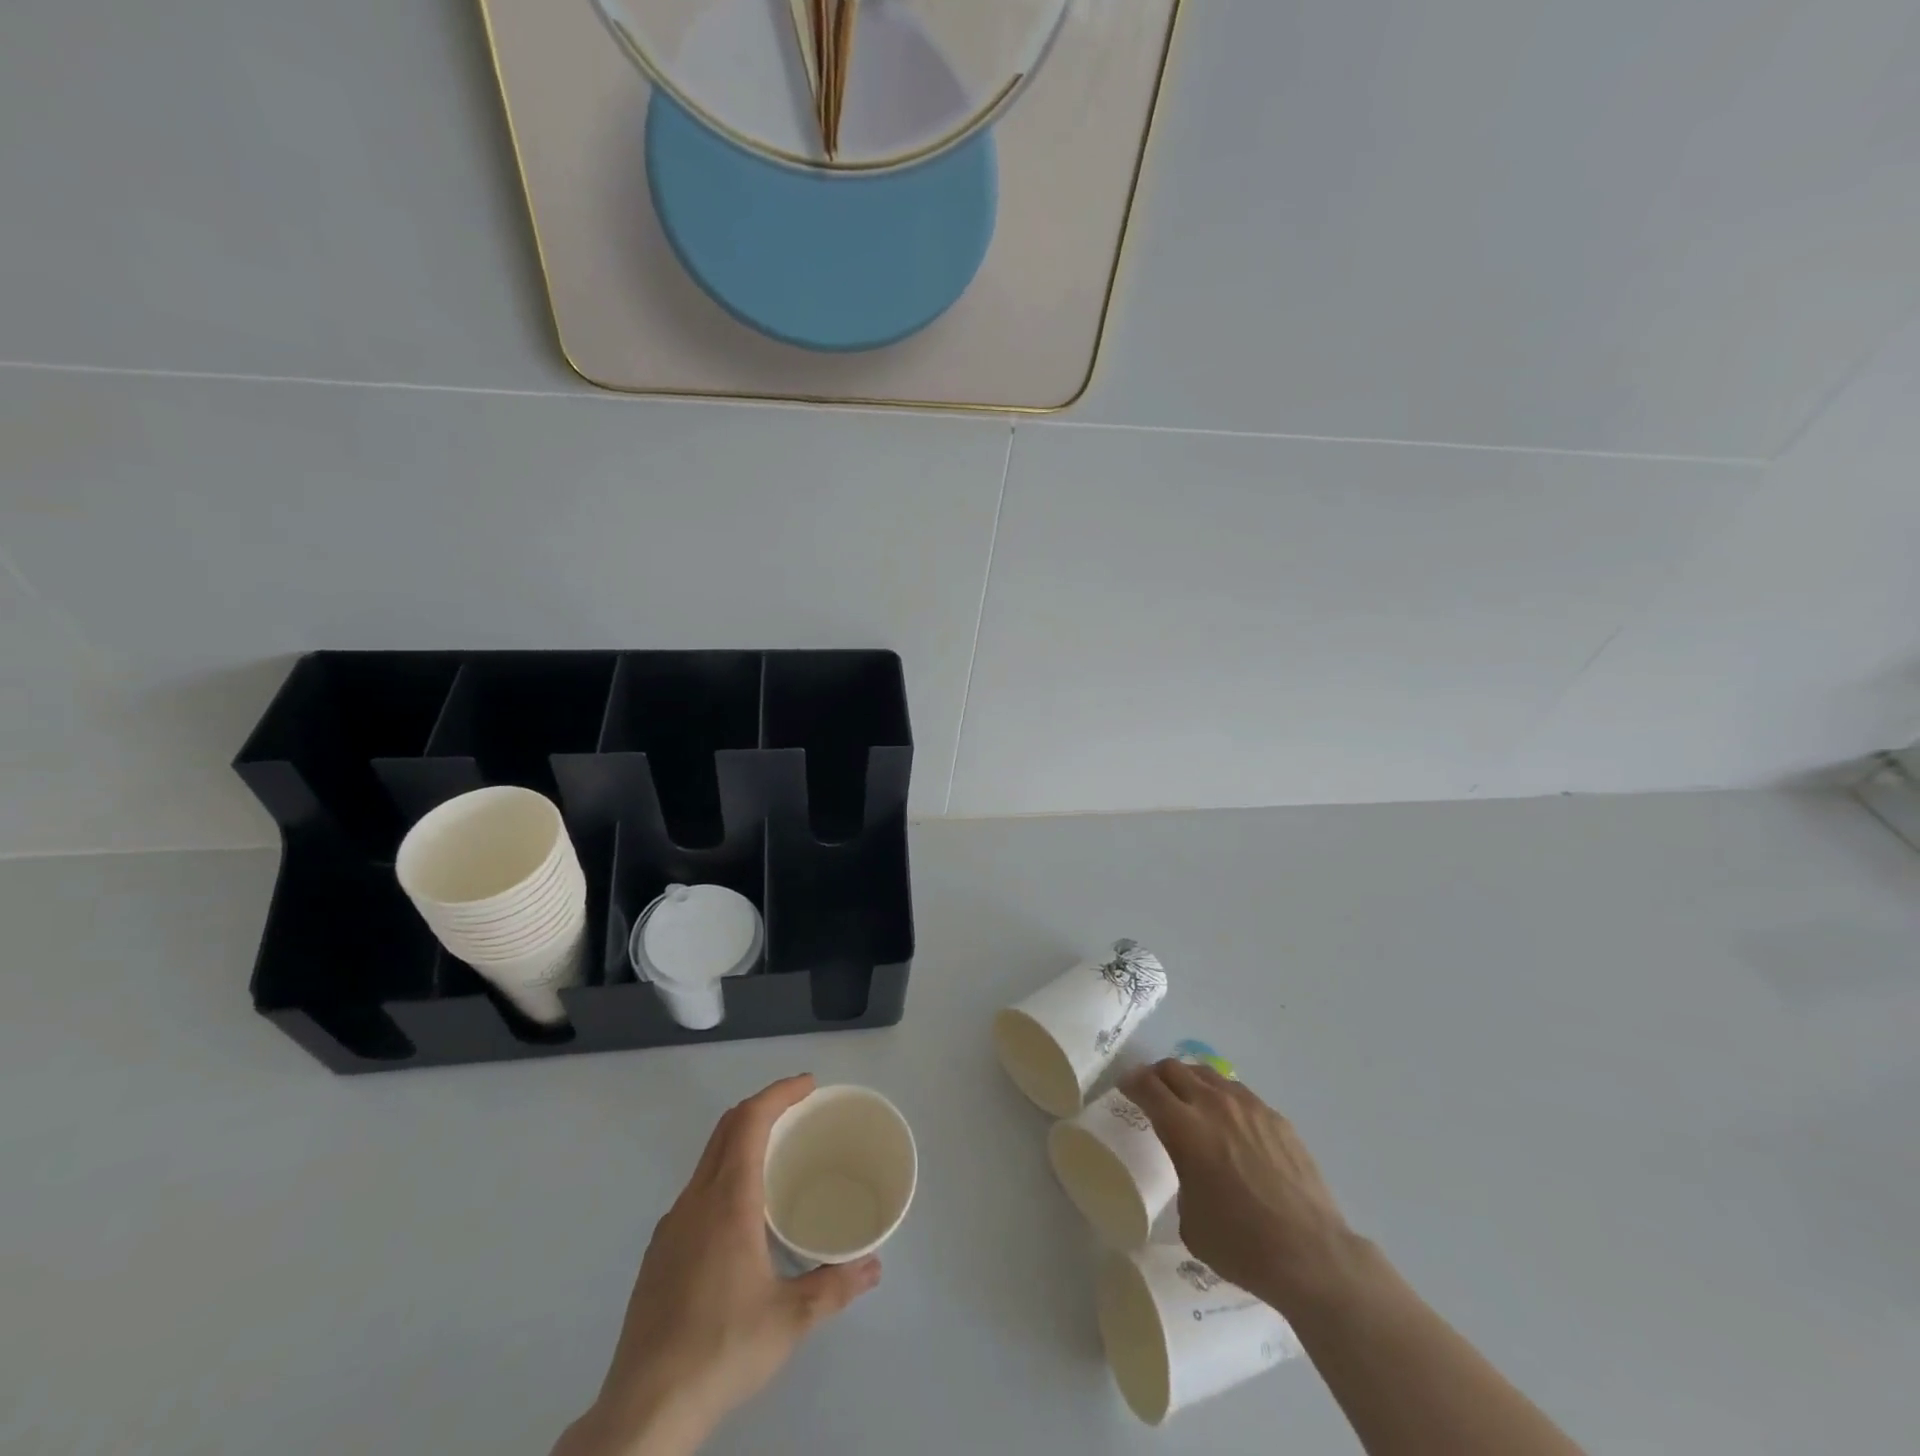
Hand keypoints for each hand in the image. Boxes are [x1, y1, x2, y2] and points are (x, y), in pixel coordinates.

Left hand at [556, 1075, 881, 1455]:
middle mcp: (695, 1201)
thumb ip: (835, 1285)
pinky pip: (696, 1191)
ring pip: (708, 1159)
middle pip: (726, 1129)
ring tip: (775, 1157)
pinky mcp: (658, 1255)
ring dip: (741, 1140)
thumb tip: (873, 1266)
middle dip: (763, 1107)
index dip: (779, 1092)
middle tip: (799, 1110)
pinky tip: (741, 1216)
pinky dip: (724, 1175)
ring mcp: (671, 1227)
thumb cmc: (722, 1349)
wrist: (642, 1411)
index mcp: (727, 1200)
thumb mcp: (790, 1320)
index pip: (750, 1120)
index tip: (808, 1085)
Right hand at [1121, 1059, 1364, 1319]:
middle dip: (1156, 1076)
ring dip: (1190, 1081)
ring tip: (1189, 1100)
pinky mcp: (1276, 1118)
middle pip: (1174, 1069)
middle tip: (1152, 1090)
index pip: (1147, 1087)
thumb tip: (1191, 1168)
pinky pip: (1239, 1093)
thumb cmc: (1242, 1246)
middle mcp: (1213, 1106)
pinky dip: (1223, 1098)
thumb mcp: (1190, 1220)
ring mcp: (1249, 1107)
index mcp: (1184, 1129)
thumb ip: (1182, 1176)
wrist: (1312, 1256)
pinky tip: (1229, 1122)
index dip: (1131, 1082)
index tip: (1125, 1087)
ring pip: (1208, 1074)